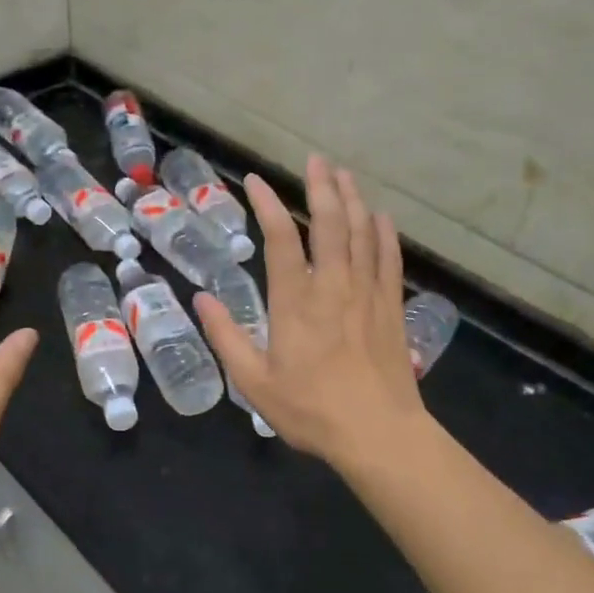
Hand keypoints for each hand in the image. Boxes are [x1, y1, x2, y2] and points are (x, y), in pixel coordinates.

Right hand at [193, 156, 426, 466]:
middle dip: (321, 186)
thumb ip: (226, 337)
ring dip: (352, 199)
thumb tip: (201, 299)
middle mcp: (333, 285)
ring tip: (344, 174)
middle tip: (315, 159)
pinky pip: (389, 258)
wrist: (378, 433)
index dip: (267, 204)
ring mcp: (367, 293)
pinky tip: (380, 216)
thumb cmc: (311, 410)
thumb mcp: (254, 382)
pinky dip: (384, 233)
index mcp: (295, 301)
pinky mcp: (392, 306)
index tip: (254, 181)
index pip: (280, 238)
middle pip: (329, 223)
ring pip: (361, 233)